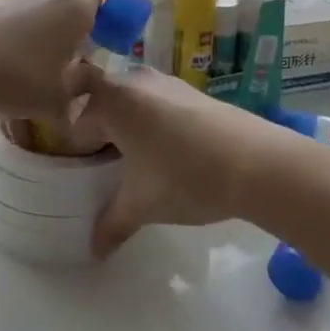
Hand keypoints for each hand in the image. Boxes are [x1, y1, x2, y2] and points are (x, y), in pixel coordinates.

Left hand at [0, 0, 100, 122]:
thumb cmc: (16, 79)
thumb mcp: (57, 101)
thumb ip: (79, 94)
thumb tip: (86, 90)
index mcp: (73, 9)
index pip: (99, 0)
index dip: (103, 21)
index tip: (99, 47)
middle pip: (67, 4)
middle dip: (71, 29)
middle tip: (69, 62)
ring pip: (37, 11)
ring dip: (40, 32)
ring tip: (33, 67)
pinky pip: (9, 18)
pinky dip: (12, 35)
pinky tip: (2, 64)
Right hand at [63, 63, 266, 256]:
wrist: (259, 163)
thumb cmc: (185, 177)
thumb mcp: (142, 204)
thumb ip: (111, 223)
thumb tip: (93, 250)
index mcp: (112, 100)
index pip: (74, 115)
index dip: (71, 141)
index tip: (76, 166)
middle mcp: (135, 80)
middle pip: (100, 99)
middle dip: (96, 128)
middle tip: (98, 163)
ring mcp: (167, 82)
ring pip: (130, 98)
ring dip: (125, 122)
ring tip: (131, 159)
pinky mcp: (193, 91)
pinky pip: (156, 101)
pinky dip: (150, 120)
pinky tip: (165, 152)